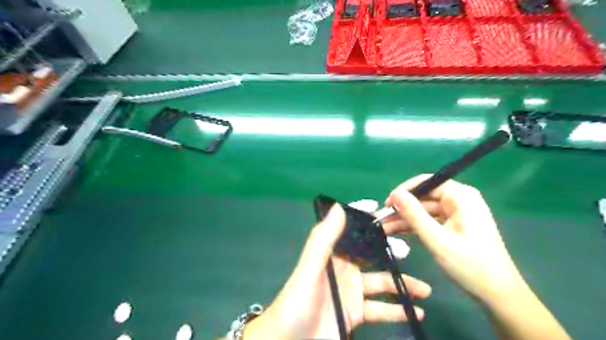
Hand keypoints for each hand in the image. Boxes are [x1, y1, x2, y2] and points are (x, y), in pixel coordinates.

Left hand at [242, 201, 430, 339]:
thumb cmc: (298, 303)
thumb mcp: (310, 269)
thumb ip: (323, 239)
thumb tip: (339, 207)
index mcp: (332, 253)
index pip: (352, 231)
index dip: (368, 222)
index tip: (389, 214)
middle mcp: (343, 269)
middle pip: (372, 255)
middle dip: (390, 251)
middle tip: (412, 251)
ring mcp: (351, 292)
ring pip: (381, 282)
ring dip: (402, 284)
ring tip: (425, 289)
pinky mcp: (355, 313)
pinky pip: (380, 309)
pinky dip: (397, 310)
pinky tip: (415, 311)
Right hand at [382, 176, 526, 301]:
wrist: (498, 295)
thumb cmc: (470, 265)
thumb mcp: (437, 239)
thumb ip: (414, 214)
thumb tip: (394, 194)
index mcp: (461, 197)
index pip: (427, 182)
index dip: (405, 190)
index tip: (387, 203)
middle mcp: (459, 201)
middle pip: (423, 198)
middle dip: (401, 208)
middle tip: (380, 219)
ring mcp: (456, 214)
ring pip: (423, 211)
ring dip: (404, 219)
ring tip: (382, 227)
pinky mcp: (453, 227)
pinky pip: (429, 221)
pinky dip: (414, 227)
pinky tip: (396, 232)